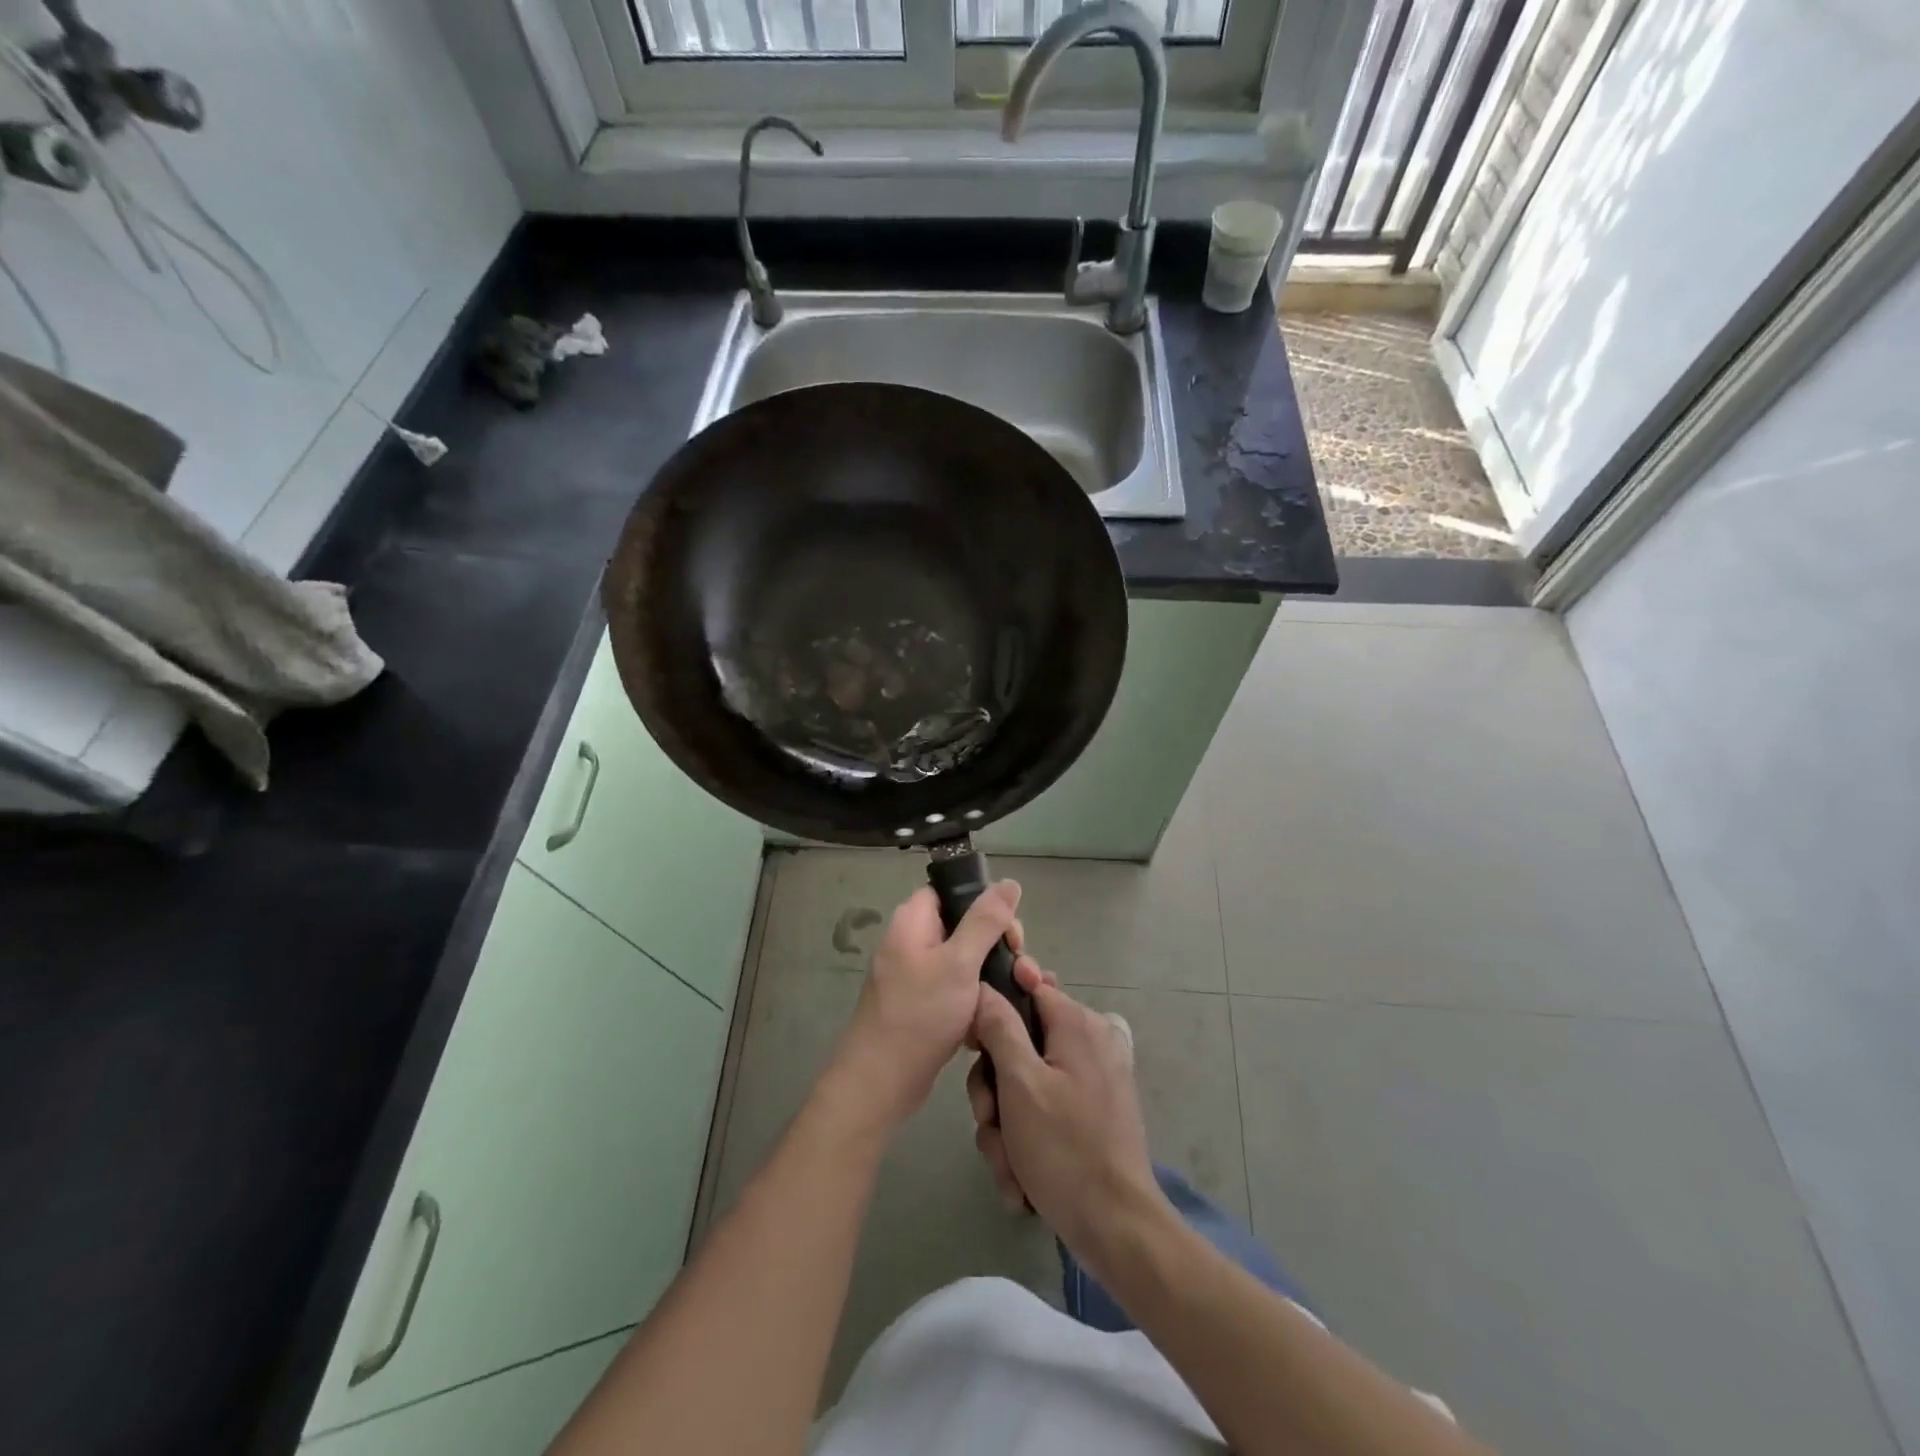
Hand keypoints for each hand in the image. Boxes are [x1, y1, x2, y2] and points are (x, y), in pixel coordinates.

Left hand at [824, 881, 1023, 1140]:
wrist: (881, 1082)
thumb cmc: (920, 1014)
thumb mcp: (959, 962)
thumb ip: (985, 921)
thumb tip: (1009, 882)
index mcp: (913, 921)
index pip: (952, 891)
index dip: (984, 904)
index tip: (1009, 933)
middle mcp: (912, 941)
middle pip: (965, 926)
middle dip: (997, 947)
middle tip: (1020, 972)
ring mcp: (916, 975)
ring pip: (965, 962)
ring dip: (993, 977)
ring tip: (1019, 995)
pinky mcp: (922, 1005)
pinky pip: (957, 990)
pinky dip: (977, 1001)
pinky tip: (997, 1019)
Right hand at [967, 960, 1164, 1265]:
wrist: (1116, 1230)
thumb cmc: (1064, 1149)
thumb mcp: (1020, 1084)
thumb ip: (999, 1027)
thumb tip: (985, 987)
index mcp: (1078, 1024)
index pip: (1028, 987)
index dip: (994, 1010)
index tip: (974, 1044)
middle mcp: (1089, 1043)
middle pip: (1020, 1042)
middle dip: (994, 1088)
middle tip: (989, 1120)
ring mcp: (1091, 1081)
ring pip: (1024, 1084)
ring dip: (1005, 1125)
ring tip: (1008, 1163)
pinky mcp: (1090, 1115)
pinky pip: (1043, 1111)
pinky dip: (1026, 1141)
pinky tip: (1020, 1178)